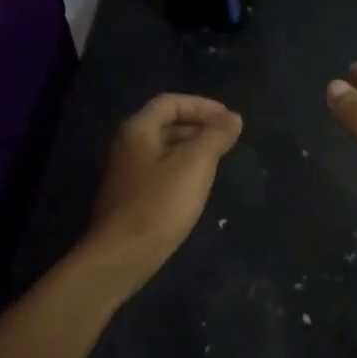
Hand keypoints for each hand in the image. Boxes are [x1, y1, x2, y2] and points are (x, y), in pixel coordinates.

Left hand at [85, 94, 241, 291]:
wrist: (123, 255)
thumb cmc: (160, 204)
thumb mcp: (195, 164)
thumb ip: (215, 136)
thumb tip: (233, 118)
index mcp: (138, 130)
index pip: (171, 102)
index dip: (203, 105)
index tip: (230, 120)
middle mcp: (127, 146)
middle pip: (165, 124)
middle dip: (199, 127)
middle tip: (228, 140)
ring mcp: (126, 173)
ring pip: (164, 150)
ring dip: (192, 149)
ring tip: (219, 161)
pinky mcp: (131, 198)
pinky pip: (160, 172)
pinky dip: (182, 170)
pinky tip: (198, 186)